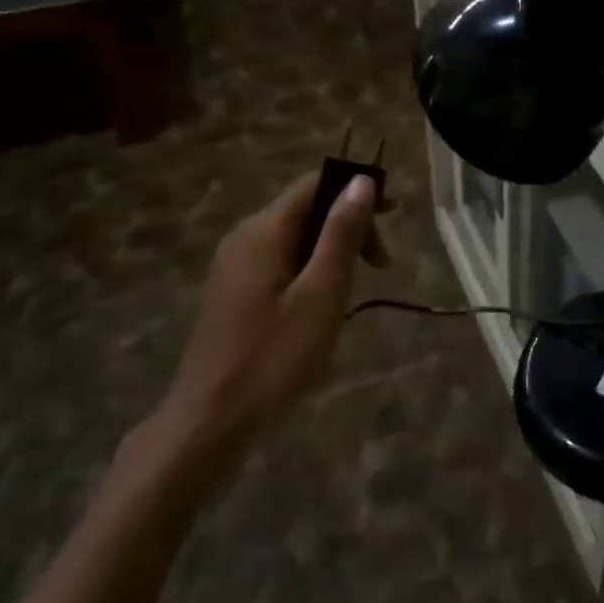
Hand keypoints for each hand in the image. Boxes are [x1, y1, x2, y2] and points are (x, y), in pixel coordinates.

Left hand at [161, 171, 384, 448]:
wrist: (210, 421)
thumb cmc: (274, 357)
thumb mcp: (321, 293)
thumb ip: (342, 234)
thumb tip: (362, 181)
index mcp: (263, 230)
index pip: (315, 184)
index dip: (356, 191)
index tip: (393, 218)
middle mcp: (244, 237)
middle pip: (305, 210)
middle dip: (348, 227)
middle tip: (380, 267)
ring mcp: (234, 266)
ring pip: (294, 239)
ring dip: (331, 253)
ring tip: (353, 293)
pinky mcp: (233, 292)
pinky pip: (280, 264)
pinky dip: (310, 272)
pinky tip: (322, 309)